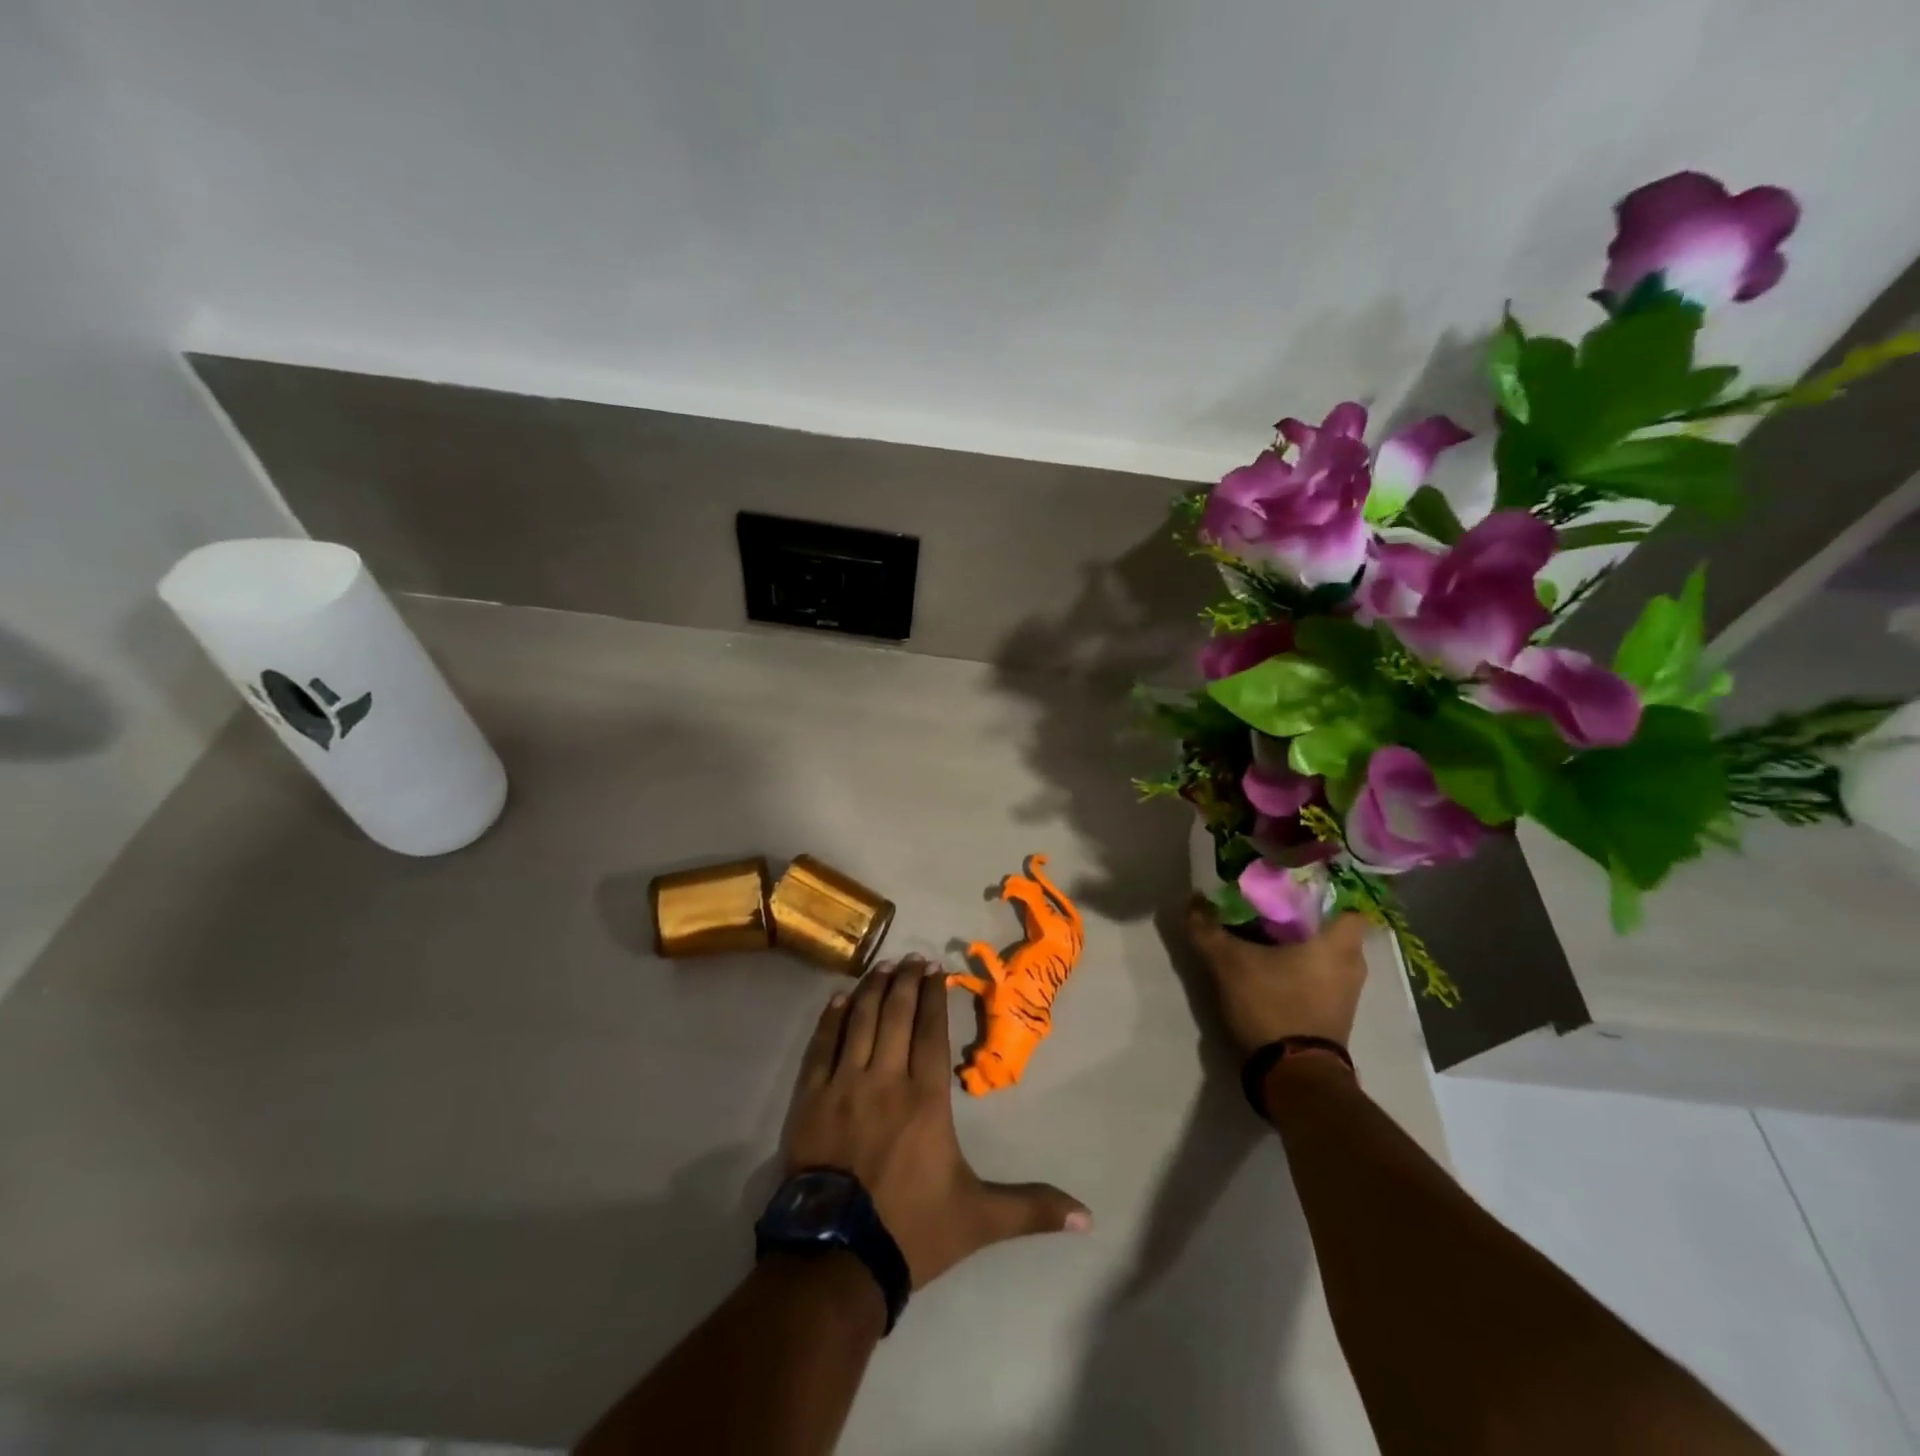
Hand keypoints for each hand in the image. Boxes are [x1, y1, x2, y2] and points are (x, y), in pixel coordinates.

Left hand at [782, 957, 1090, 1287]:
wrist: (837, 1259)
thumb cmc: (911, 1229)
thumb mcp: (979, 1218)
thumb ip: (1031, 1208)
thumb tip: (1088, 1218)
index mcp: (926, 1098)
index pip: (931, 1030)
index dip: (934, 995)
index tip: (936, 968)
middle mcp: (886, 1078)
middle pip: (896, 1015)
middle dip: (906, 981)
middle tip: (911, 958)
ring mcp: (844, 1085)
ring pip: (860, 1022)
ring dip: (872, 990)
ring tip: (882, 967)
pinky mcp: (810, 1099)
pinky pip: (821, 1046)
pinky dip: (830, 1019)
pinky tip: (838, 1000)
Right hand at [1185, 898, 1368, 1060]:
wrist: (1293, 1076)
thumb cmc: (1272, 1005)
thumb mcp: (1229, 963)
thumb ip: (1207, 929)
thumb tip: (1192, 900)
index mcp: (1338, 943)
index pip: (1347, 901)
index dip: (1322, 889)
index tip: (1290, 884)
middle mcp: (1353, 964)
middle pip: (1332, 926)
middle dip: (1304, 916)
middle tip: (1269, 905)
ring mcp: (1347, 992)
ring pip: (1327, 953)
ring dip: (1303, 944)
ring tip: (1266, 933)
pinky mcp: (1336, 1014)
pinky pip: (1323, 976)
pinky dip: (1303, 968)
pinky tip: (1273, 965)